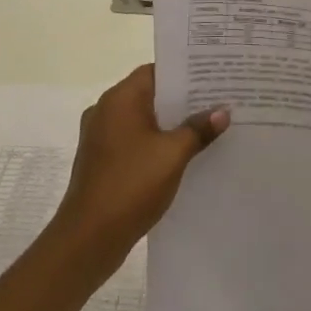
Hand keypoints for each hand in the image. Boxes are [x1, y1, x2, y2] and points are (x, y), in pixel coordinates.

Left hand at [51, 65, 228, 269]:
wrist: (88, 239)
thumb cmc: (131, 185)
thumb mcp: (173, 154)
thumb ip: (198, 129)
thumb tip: (222, 112)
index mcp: (119, 100)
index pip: (156, 71)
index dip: (185, 72)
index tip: (214, 76)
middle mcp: (106, 111)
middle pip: (151, 94)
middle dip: (184, 99)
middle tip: (220, 100)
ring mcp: (101, 137)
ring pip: (144, 119)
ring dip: (172, 123)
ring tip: (208, 126)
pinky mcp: (103, 160)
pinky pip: (135, 140)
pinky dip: (157, 142)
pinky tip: (184, 154)